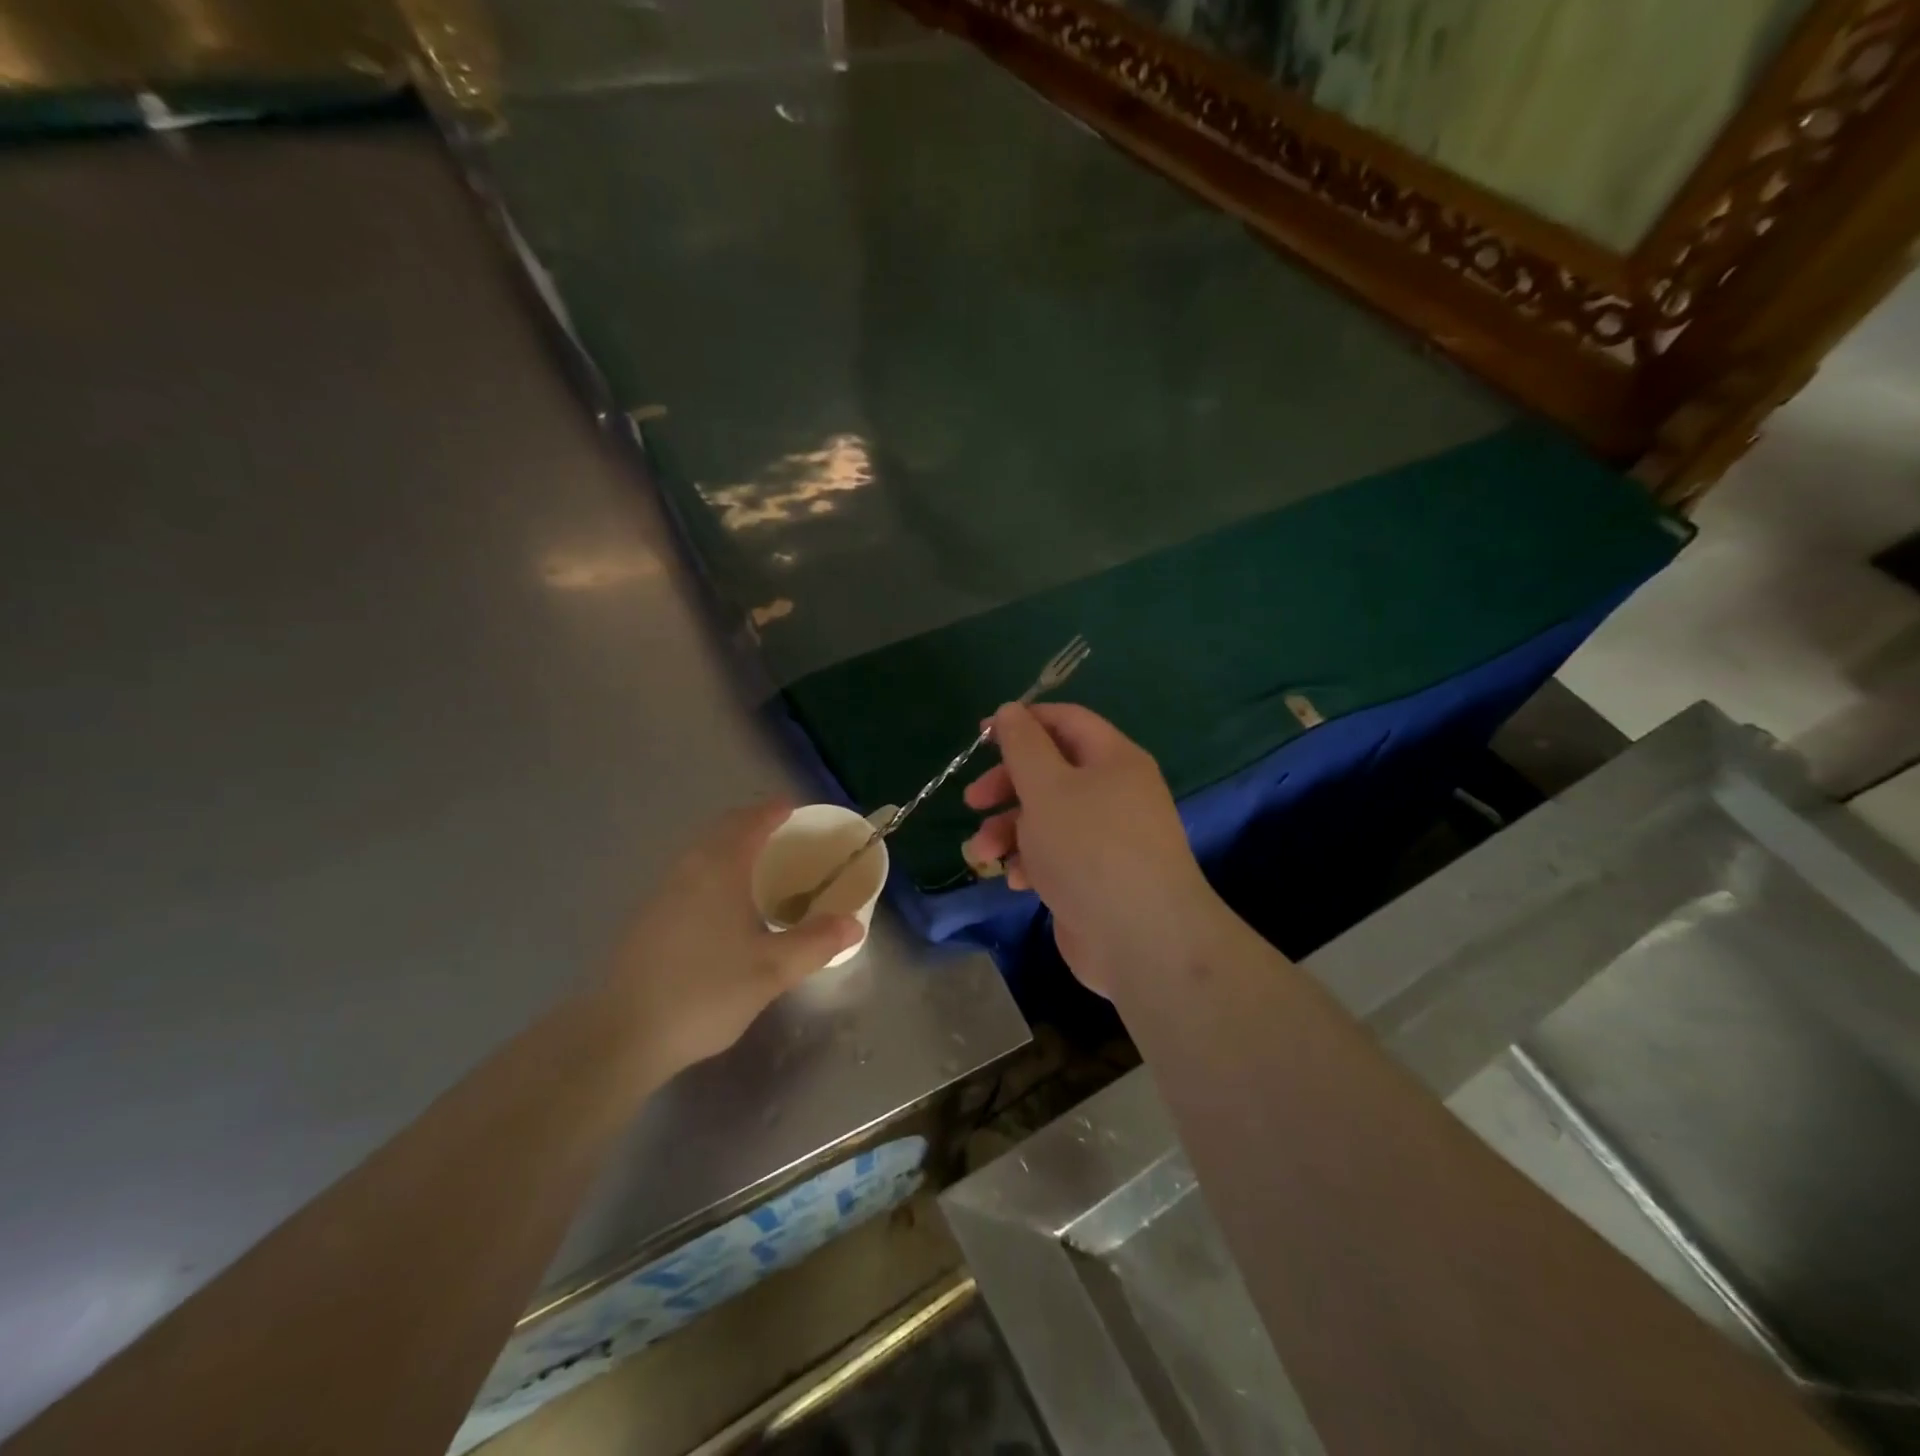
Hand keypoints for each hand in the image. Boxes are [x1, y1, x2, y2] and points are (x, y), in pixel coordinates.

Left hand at [606, 801, 860, 1076]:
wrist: (622, 1033)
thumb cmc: (705, 991)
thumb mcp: (772, 970)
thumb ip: (815, 943)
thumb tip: (854, 925)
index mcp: (720, 868)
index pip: (750, 822)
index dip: (774, 811)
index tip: (795, 808)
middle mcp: (688, 869)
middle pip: (722, 830)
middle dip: (752, 824)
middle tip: (782, 834)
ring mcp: (662, 892)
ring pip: (701, 853)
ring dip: (729, 847)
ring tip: (758, 866)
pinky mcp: (647, 918)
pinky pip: (688, 875)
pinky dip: (712, 871)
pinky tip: (723, 905)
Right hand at [961, 704, 1222, 993]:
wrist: (1141, 940)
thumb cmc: (1089, 849)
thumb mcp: (1047, 786)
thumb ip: (1023, 745)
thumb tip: (1010, 710)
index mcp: (1113, 759)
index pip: (1066, 721)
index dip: (1022, 722)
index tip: (981, 736)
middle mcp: (1114, 793)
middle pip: (1051, 772)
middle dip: (1007, 785)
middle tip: (973, 801)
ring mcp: (1107, 838)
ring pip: (1047, 818)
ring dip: (1009, 830)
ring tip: (983, 853)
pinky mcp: (1096, 878)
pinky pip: (1055, 856)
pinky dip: (1031, 862)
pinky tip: (1016, 881)